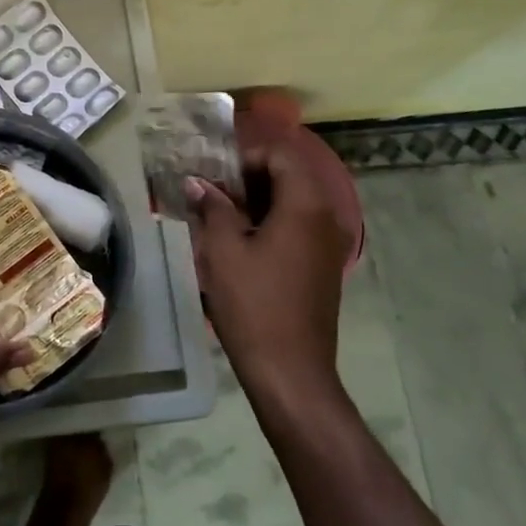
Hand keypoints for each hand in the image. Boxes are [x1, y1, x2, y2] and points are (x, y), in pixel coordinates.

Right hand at [187, 116, 350, 411]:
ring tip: (221, 217)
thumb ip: (212, 208)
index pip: (281, 155)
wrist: (290, 371)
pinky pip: (299, 227)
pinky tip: (242, 243)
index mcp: (305, 205)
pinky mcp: (323, 266)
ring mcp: (329, 243)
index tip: (214, 175)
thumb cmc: (253, 304)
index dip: (245, 157)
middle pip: (290, 175)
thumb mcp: (223, 251)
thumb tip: (197, 182)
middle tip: (212, 193)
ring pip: (294, 202)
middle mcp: (326, 217)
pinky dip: (272, 222)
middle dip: (249, 178)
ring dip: (259, 201)